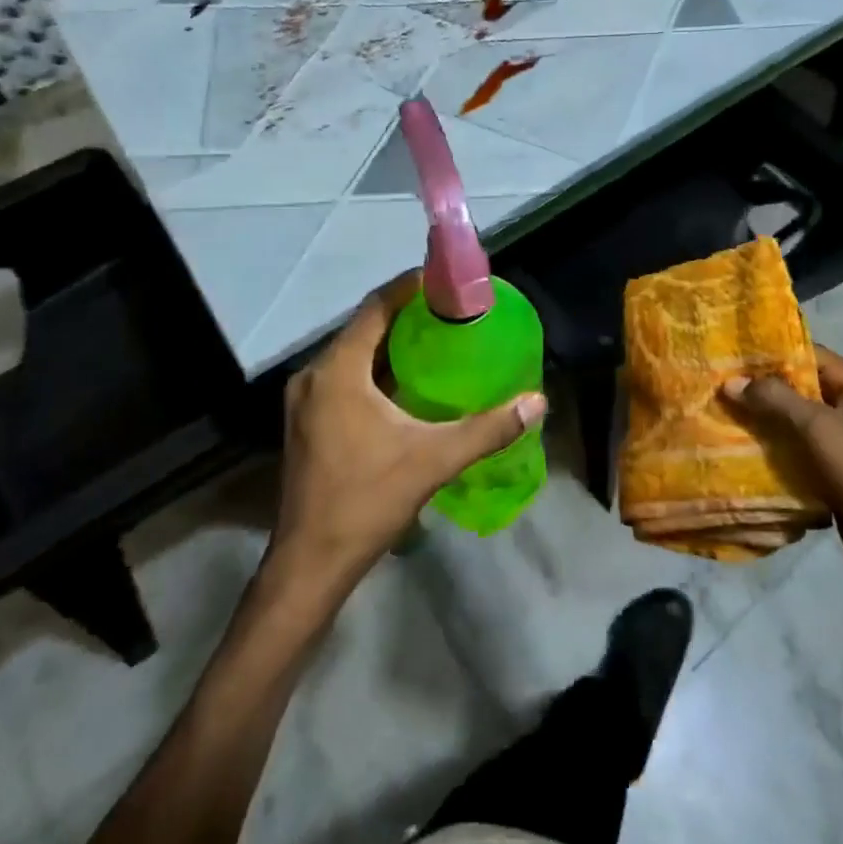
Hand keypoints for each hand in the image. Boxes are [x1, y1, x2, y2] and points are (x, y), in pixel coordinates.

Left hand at [270, 274, 545, 595]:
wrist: (310, 563)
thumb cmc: (366, 500)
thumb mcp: (433, 460)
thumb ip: (487, 429)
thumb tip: (537, 402)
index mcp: (338, 371)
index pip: (375, 308)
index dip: (408, 287)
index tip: (443, 279)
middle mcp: (314, 376)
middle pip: (362, 328)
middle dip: (404, 314)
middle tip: (449, 310)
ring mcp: (305, 401)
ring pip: (351, 354)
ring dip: (388, 343)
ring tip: (434, 338)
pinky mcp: (306, 422)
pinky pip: (343, 377)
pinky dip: (373, 369)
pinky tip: (405, 381)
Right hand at [725, 345, 842, 616]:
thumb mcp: (821, 427)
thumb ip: (776, 400)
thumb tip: (731, 381)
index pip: (805, 354)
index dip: (768, 352)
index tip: (725, 352)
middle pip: (794, 391)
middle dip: (755, 391)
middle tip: (710, 387)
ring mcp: (839, 449)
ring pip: (789, 428)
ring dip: (758, 427)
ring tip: (713, 419)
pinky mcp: (830, 482)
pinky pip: (792, 462)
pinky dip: (768, 460)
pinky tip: (733, 458)